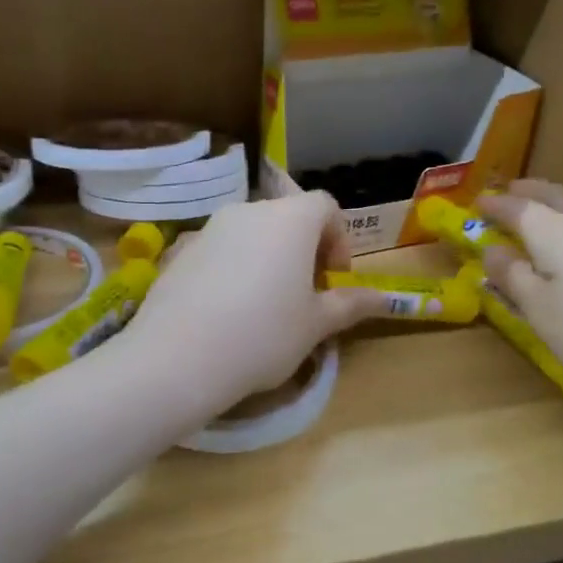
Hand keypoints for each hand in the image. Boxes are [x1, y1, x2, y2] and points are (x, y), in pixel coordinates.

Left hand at [125, 192, 388, 414]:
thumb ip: (350, 304)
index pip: (324, 205)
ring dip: (266, 256)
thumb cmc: (264, 335)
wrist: (178, 357)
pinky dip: (232, 268)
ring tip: (264, 303)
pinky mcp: (179, 250)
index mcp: (290, 219)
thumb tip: (384, 300)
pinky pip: (218, 250)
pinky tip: (225, 310)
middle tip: (305, 291)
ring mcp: (209, 228)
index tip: (335, 276)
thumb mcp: (316, 325)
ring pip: (250, 233)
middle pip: (286, 216)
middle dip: (302, 247)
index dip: (338, 237)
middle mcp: (249, 211)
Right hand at [479, 180, 562, 406]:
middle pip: (551, 195)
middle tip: (507, 192)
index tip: (475, 203)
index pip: (515, 207)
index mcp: (552, 231)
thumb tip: (491, 248)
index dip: (492, 205)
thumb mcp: (540, 310)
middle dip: (526, 191)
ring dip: (550, 202)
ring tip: (535, 212)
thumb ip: (512, 277)